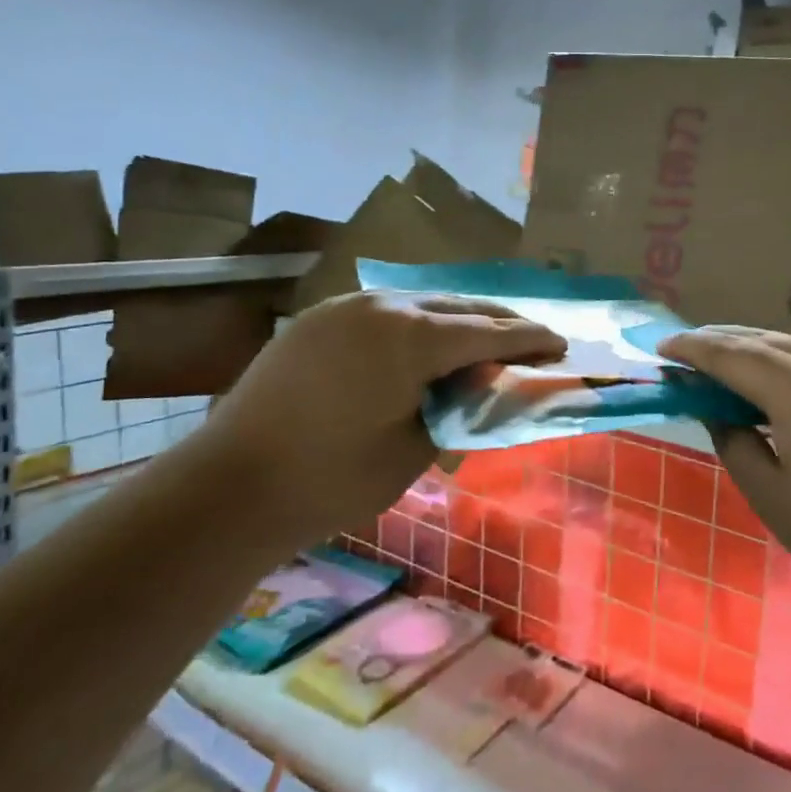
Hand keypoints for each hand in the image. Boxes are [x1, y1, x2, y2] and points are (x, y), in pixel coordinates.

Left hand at [201, 291, 563, 536]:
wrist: (229, 487)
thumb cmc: (332, 480)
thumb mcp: (415, 448)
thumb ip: (460, 403)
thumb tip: (482, 378)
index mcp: (411, 336)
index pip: (489, 332)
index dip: (531, 340)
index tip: (561, 346)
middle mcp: (382, 306)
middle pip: (459, 307)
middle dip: (500, 323)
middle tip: (534, 339)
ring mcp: (344, 308)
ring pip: (422, 304)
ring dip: (459, 320)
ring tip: (486, 339)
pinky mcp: (319, 320)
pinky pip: (386, 312)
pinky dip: (419, 324)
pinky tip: (428, 342)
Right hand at [659, 327, 790, 607]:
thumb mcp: (772, 496)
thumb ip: (735, 444)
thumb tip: (719, 413)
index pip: (731, 354)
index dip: (692, 349)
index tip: (662, 349)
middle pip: (765, 339)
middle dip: (723, 341)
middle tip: (689, 350)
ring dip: (761, 351)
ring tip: (733, 366)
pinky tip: (789, 386)